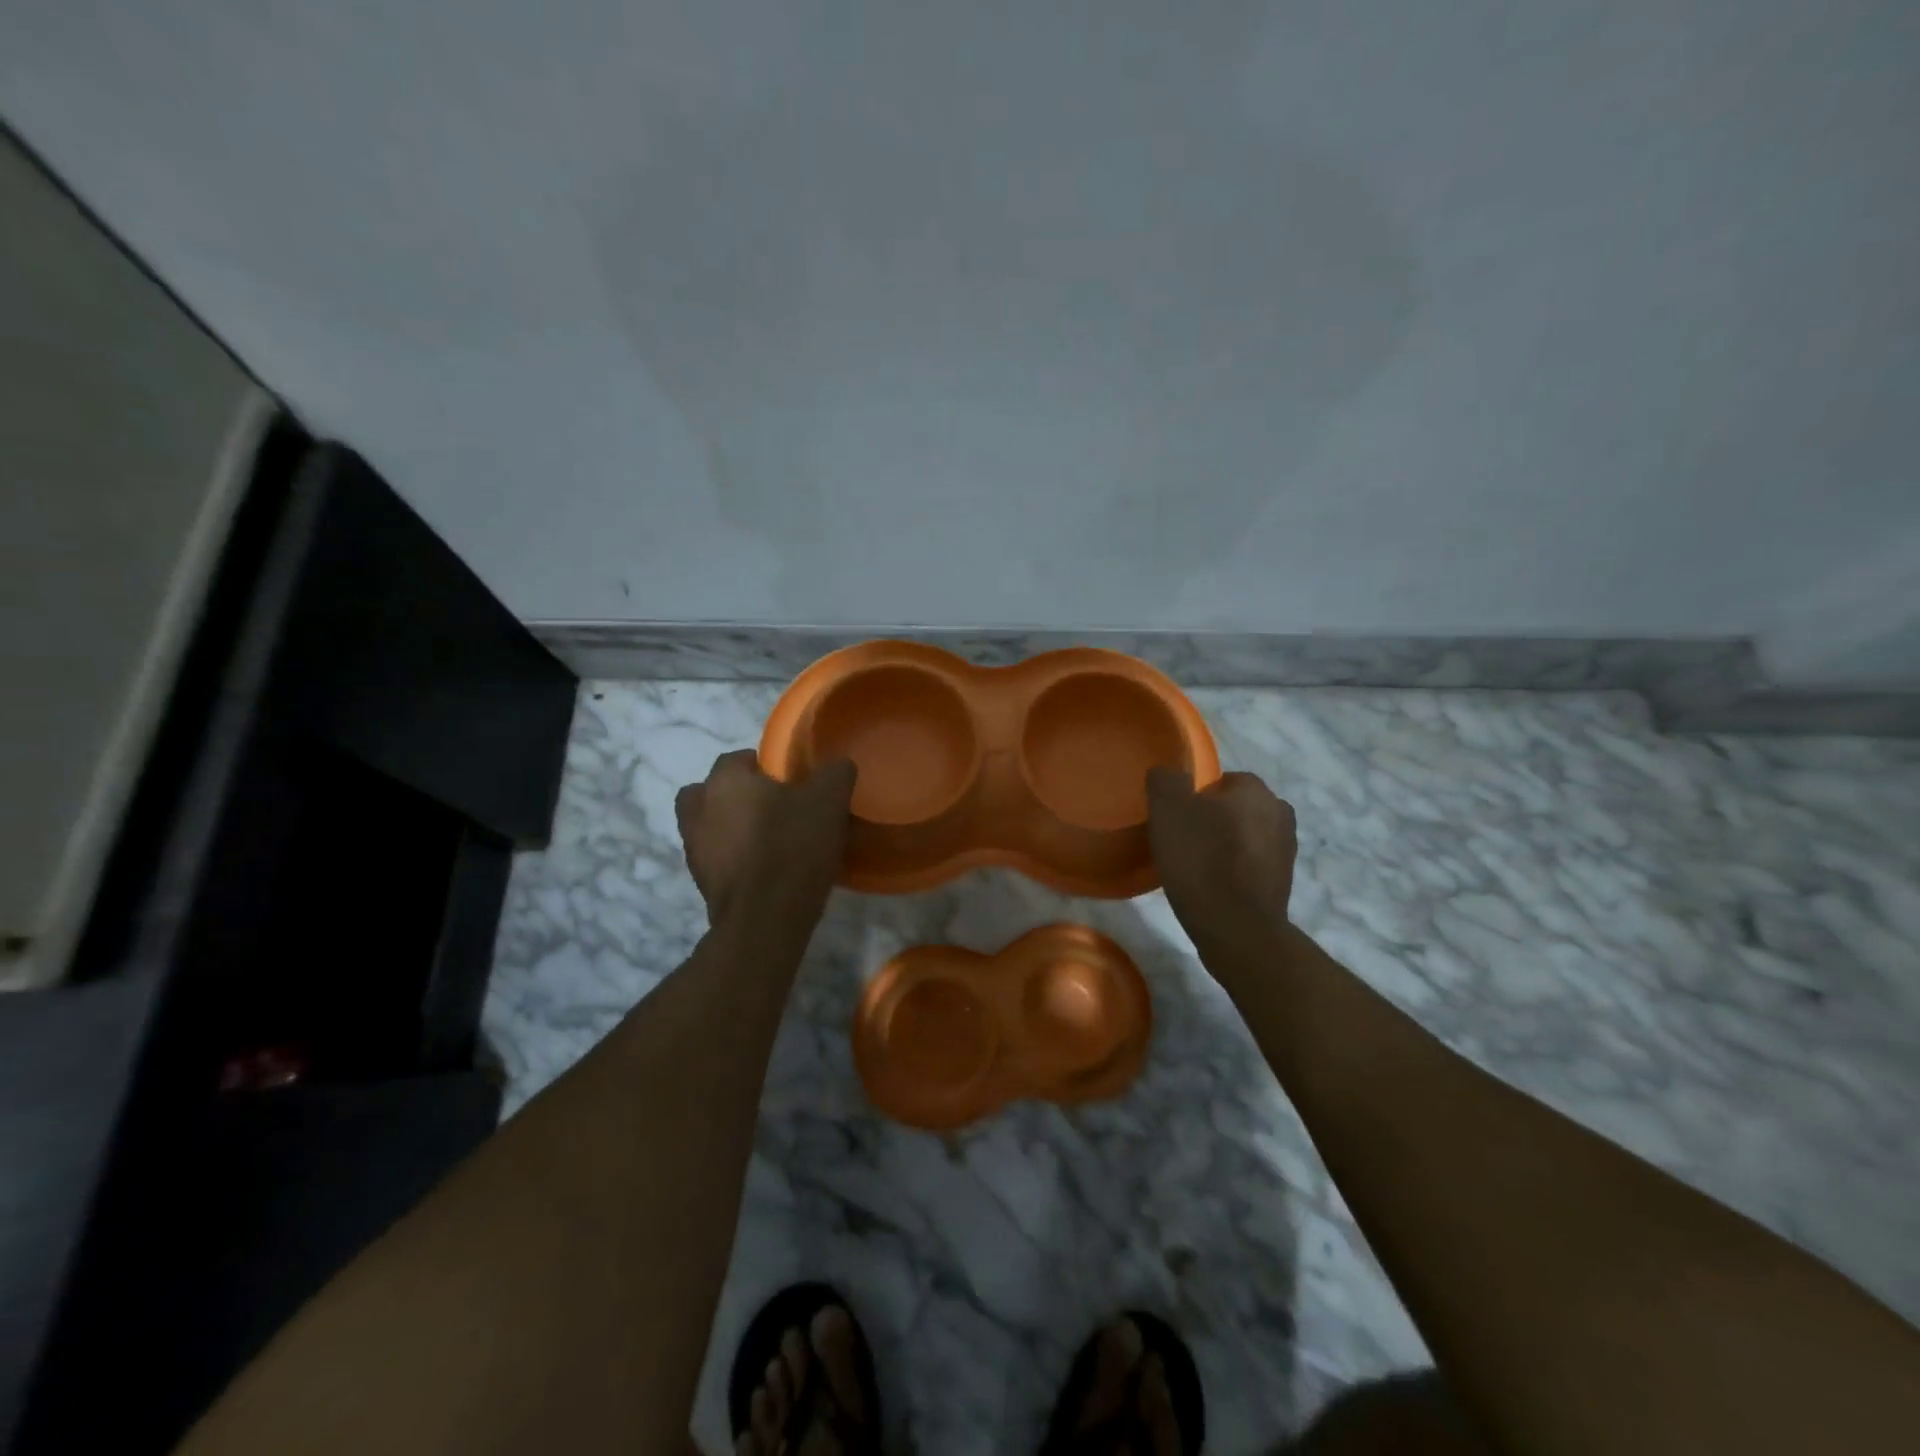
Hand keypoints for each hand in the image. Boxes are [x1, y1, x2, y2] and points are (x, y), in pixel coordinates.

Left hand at [674, 751, 856, 924]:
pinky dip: (732, 858)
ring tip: (766, 840)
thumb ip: (835, 773)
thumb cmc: (793, 846)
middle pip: (711, 791)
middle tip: (770, 807)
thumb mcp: (829, 800)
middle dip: (735, 795)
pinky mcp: (700, 882)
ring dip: (730, 827)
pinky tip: (763, 868)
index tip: (790, 782)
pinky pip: (716, 858)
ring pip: (708, 825)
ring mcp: (694, 848)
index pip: (737, 758)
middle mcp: (698, 809)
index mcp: (724, 780)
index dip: (763, 766)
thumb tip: (838, 765)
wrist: (765, 917)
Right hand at [1146, 768, 1297, 946]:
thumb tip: (1170, 775)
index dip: (1193, 798)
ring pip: (1243, 836)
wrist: (1236, 928)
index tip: (1175, 820)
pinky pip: (1250, 864)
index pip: (1218, 780)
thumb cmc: (1201, 860)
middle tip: (1181, 842)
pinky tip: (1211, 887)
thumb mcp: (1168, 809)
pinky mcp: (1283, 882)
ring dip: (1223, 846)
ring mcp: (1286, 849)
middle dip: (1211, 821)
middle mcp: (1279, 811)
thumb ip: (1166, 780)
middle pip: (1233, 808)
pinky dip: (1233, 871)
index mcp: (1255, 789)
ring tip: (1194, 868)